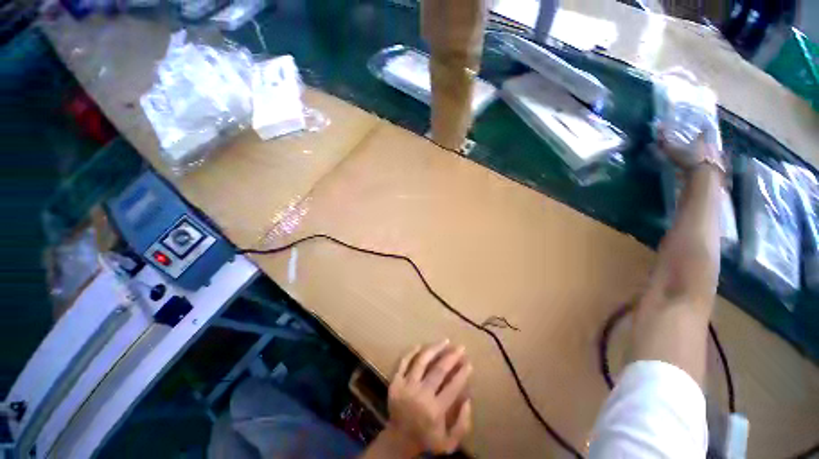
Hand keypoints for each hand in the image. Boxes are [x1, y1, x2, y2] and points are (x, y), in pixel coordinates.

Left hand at [386, 340, 473, 455]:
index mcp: (435, 411)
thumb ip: (462, 424)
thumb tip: (467, 398)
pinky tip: (421, 345)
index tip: (469, 363)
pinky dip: (412, 352)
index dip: (462, 373)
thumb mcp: (449, 443)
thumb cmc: (426, 439)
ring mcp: (406, 386)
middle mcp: (420, 395)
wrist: (398, 440)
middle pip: (438, 370)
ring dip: (434, 349)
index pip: (452, 387)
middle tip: (461, 347)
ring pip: (421, 361)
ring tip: (445, 341)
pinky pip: (403, 362)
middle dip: (452, 357)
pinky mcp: (395, 381)